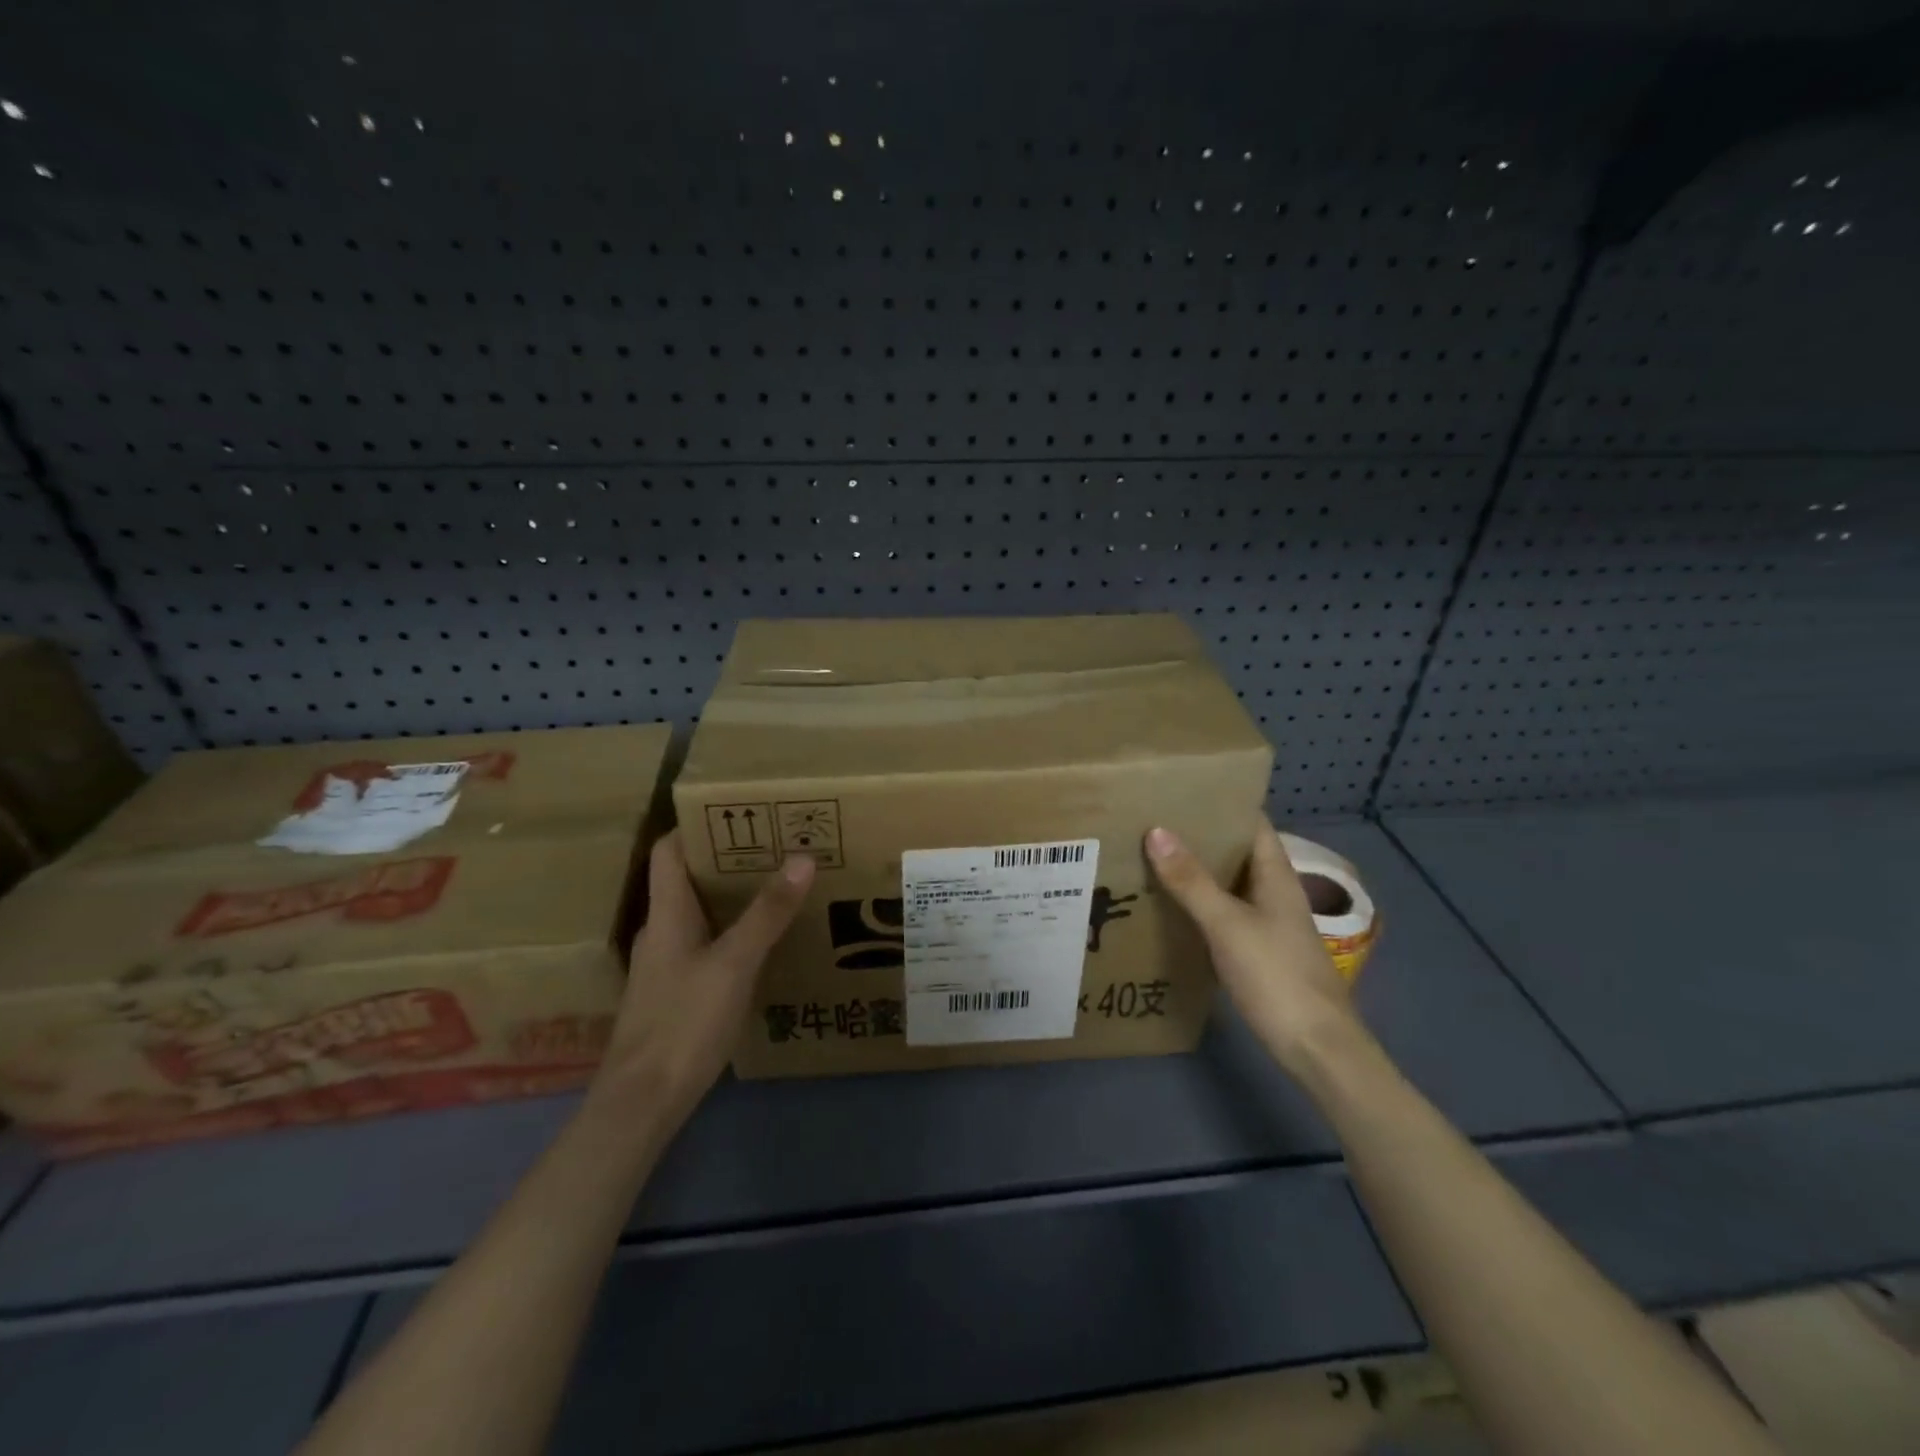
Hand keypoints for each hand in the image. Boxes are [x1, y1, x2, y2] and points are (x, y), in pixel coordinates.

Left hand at [591, 830, 814, 1130]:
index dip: (697, 826)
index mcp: (666, 914)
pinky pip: (705, 944)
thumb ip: (768, 912)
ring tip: (777, 885)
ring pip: (699, 913)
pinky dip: (732, 931)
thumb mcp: (734, 963)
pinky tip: (762, 942)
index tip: (740, 810)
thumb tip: (801, 857)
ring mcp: (666, 964)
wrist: (643, 1102)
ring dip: (732, 896)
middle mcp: (662, 931)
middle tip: (775, 845)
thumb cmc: (683, 1022)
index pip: (669, 851)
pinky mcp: (676, 992)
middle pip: (688, 878)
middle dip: (728, 858)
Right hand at [1144, 820, 1364, 1076]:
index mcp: (1276, 875)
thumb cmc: (1276, 976)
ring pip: (1228, 884)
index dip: (1222, 802)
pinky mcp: (1258, 951)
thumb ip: (1191, 880)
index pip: (1252, 823)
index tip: (1180, 788)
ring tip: (1151, 855)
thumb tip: (1156, 830)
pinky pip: (1224, 914)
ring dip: (1197, 870)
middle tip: (1152, 820)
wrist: (1316, 1048)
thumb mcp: (1227, 924)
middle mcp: (1274, 892)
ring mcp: (1268, 923)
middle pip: (1237, 852)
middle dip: (1200, 835)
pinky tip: (1169, 906)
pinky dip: (1199, 904)